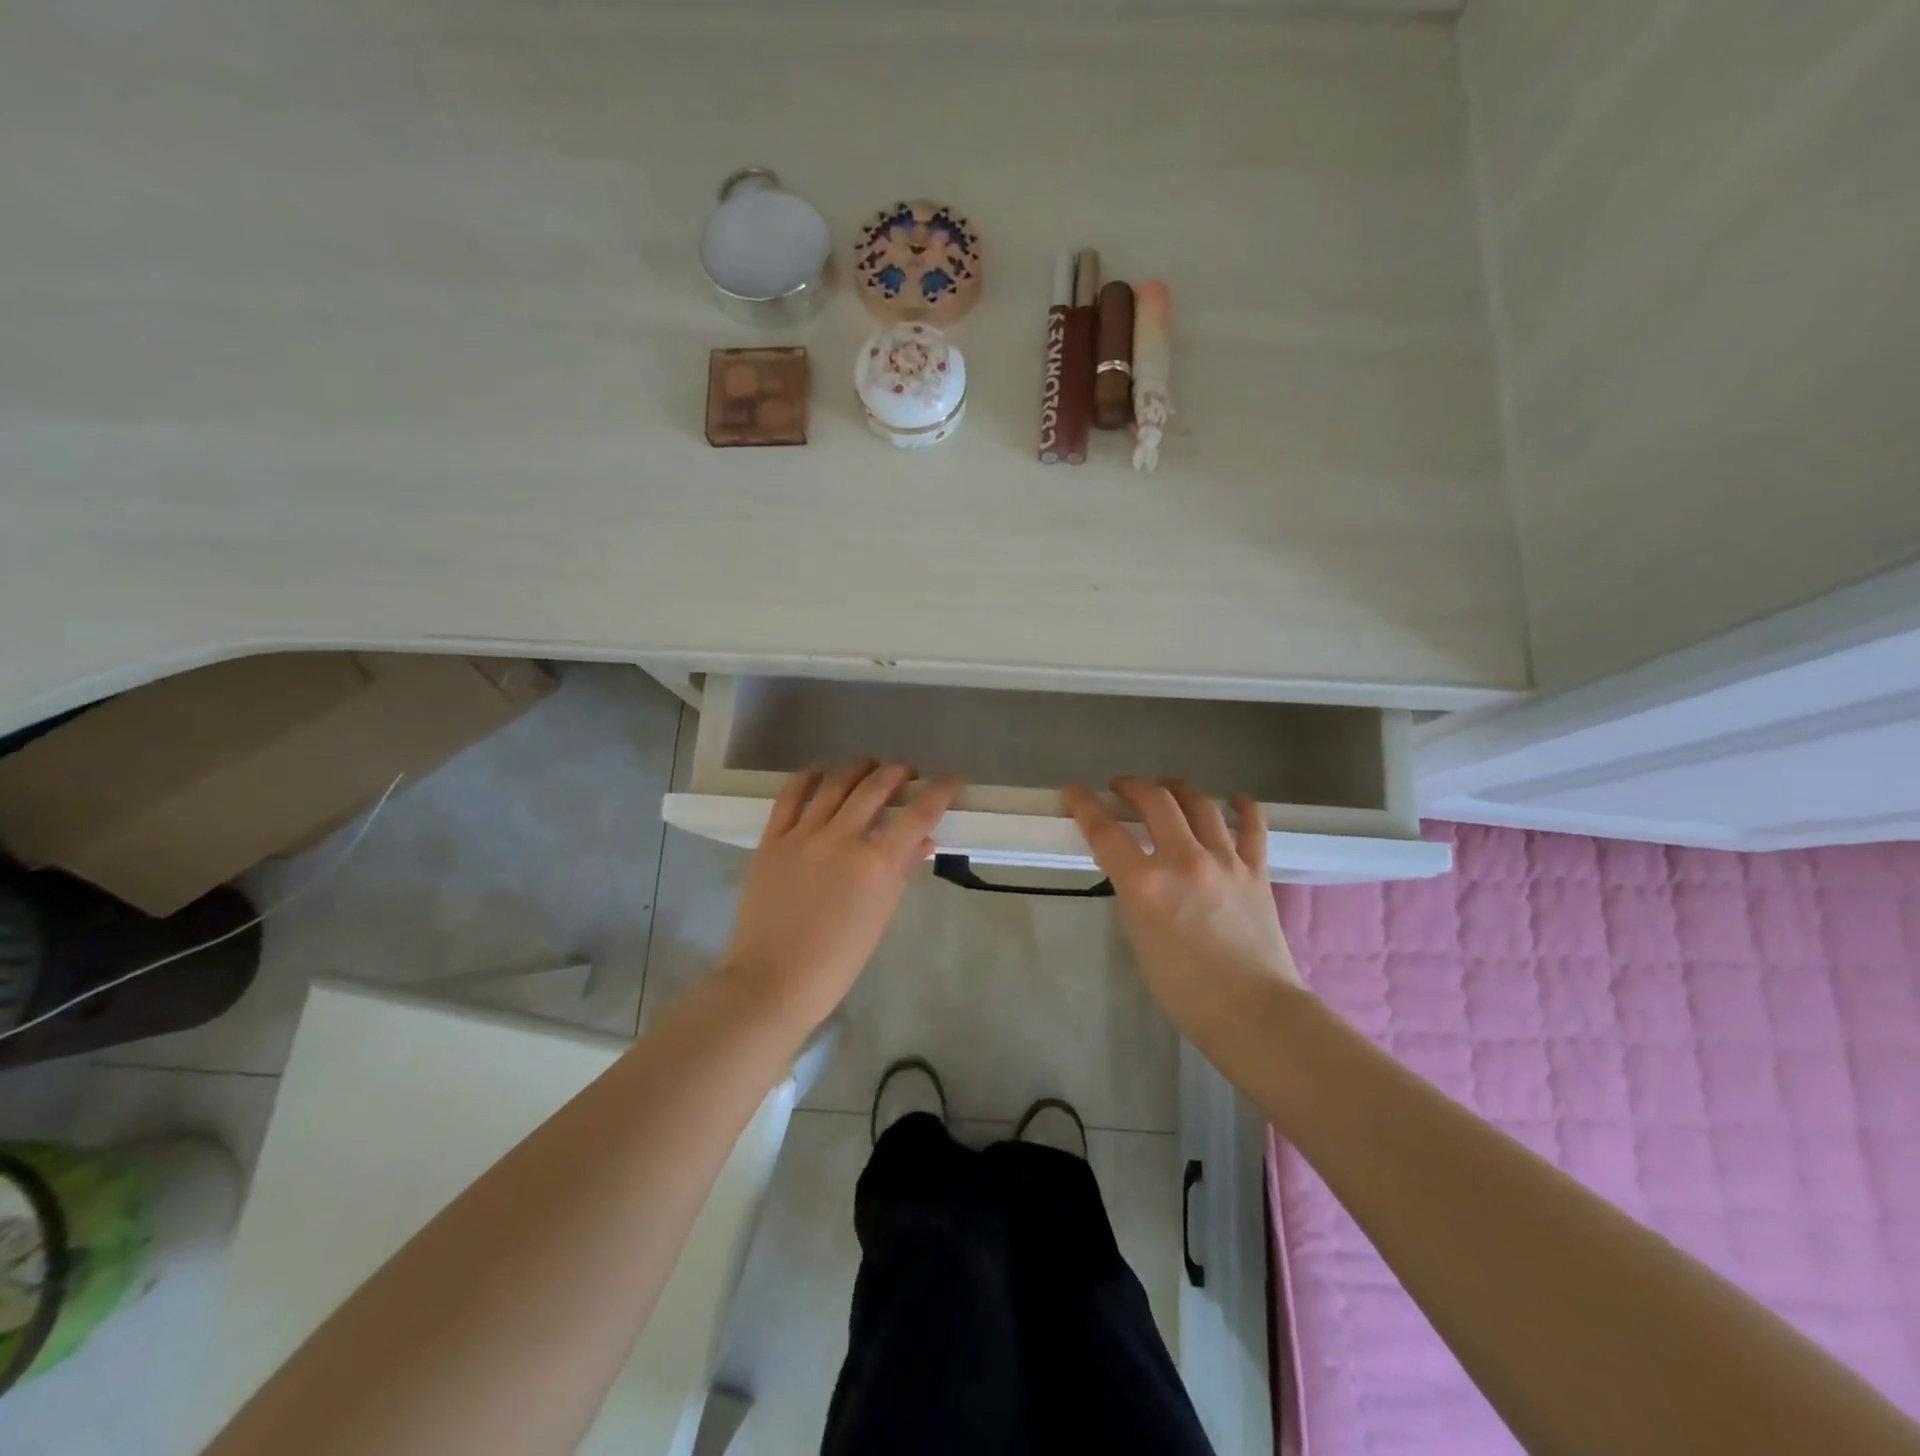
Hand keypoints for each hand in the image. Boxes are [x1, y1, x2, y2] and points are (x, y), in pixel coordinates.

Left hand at [721, 761, 963, 1029]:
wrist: (772, 979)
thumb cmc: (836, 960)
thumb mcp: (880, 917)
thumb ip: (902, 872)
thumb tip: (923, 841)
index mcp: (876, 863)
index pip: (918, 814)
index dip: (940, 792)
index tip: (952, 782)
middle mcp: (842, 838)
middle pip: (876, 787)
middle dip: (898, 772)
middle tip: (907, 773)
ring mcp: (804, 835)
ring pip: (836, 784)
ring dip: (859, 769)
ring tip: (870, 766)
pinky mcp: (773, 839)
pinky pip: (791, 796)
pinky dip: (809, 778)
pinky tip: (821, 773)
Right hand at [1063, 778, 1303, 1043]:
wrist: (1252, 1012)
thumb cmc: (1184, 989)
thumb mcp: (1139, 937)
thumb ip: (1134, 895)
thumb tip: (1136, 870)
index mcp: (1146, 884)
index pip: (1105, 831)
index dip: (1084, 805)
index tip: (1073, 792)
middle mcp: (1184, 861)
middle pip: (1155, 801)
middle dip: (1132, 786)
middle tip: (1121, 787)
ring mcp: (1224, 861)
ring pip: (1200, 804)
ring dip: (1177, 789)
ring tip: (1166, 788)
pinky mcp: (1256, 870)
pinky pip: (1252, 827)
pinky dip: (1242, 808)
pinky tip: (1234, 801)